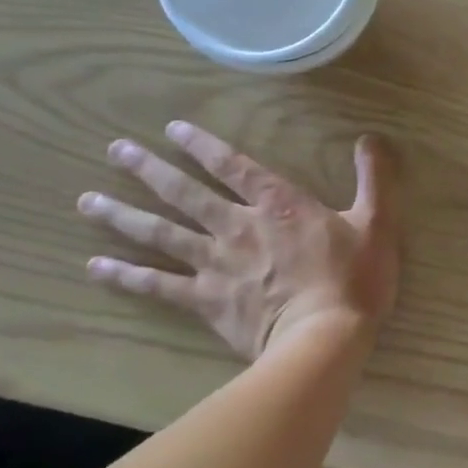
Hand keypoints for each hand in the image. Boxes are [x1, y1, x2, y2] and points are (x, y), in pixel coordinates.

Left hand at [78, 122, 399, 360]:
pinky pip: (157, 285)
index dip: (204, 145)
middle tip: (115, 150)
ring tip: (88, 200)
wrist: (324, 338)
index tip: (172, 129)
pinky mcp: (206, 301)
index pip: (235, 165)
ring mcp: (217, 264)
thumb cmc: (355, 278)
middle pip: (186, 193)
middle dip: (150, 169)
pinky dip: (125, 275)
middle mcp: (239, 226)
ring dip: (124, 215)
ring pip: (162, 233)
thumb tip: (370, 139)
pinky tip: (96, 266)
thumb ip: (374, 177)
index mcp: (280, 204)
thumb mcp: (379, 221)